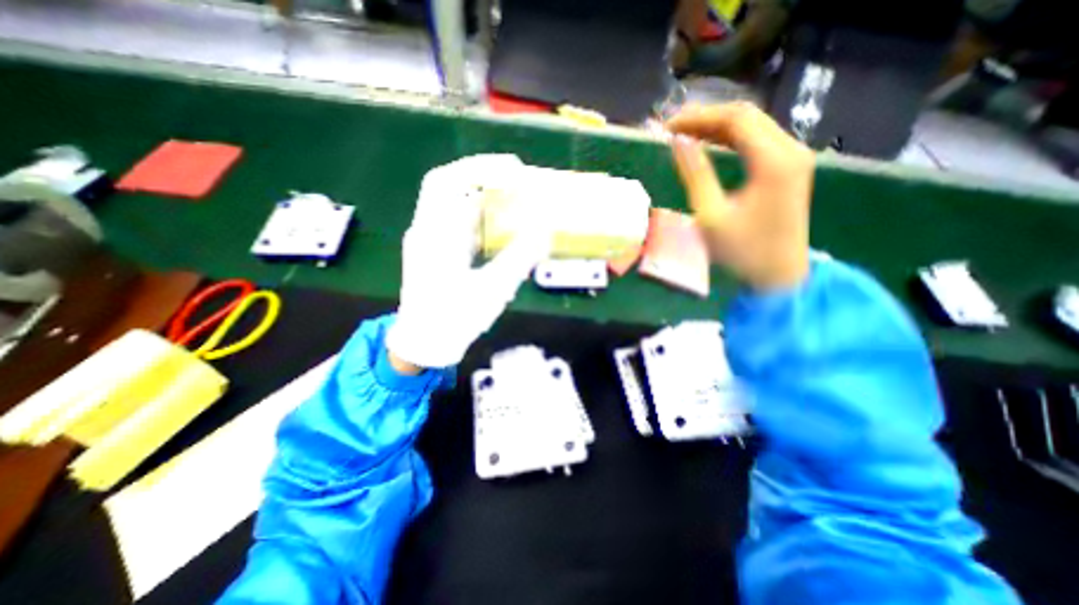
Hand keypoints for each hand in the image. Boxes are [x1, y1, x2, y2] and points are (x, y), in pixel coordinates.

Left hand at [386, 156, 548, 368]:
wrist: (424, 343)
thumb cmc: (454, 320)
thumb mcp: (492, 291)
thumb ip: (519, 260)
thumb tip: (544, 233)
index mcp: (434, 236)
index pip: (449, 183)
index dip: (481, 168)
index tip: (514, 169)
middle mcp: (427, 230)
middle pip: (448, 185)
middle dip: (481, 175)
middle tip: (515, 178)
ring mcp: (430, 239)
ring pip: (453, 203)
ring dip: (482, 195)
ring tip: (513, 197)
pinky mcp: (437, 250)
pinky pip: (458, 222)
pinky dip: (480, 215)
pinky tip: (499, 223)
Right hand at [667, 101, 819, 290]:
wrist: (778, 275)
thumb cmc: (741, 250)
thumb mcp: (710, 215)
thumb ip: (695, 174)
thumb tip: (678, 142)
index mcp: (773, 161)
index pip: (735, 118)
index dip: (698, 117)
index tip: (667, 127)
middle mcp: (790, 149)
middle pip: (746, 116)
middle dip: (706, 118)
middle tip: (672, 129)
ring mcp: (793, 157)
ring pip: (753, 126)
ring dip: (717, 127)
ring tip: (684, 134)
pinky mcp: (789, 168)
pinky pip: (758, 141)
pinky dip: (731, 139)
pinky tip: (710, 144)